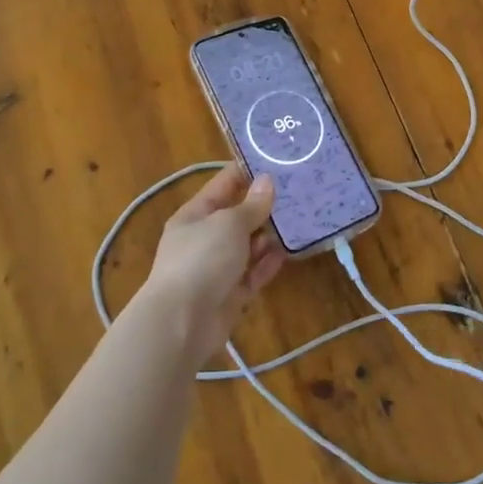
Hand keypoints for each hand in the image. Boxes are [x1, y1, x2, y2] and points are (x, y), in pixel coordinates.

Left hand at [138, 165, 285, 364]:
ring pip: (248, 246)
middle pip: (238, 216)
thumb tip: (267, 181)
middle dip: (264, 206)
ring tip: (300, 220)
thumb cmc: (201, 260)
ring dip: (269, 236)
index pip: (223, 184)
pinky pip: (253, 273)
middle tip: (299, 191)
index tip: (276, 160)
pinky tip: (288, 253)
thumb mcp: (229, 224)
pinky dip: (268, 264)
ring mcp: (217, 268)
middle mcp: (205, 238)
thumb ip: (251, 205)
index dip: (247, 171)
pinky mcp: (230, 294)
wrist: (182, 323)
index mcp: (195, 215)